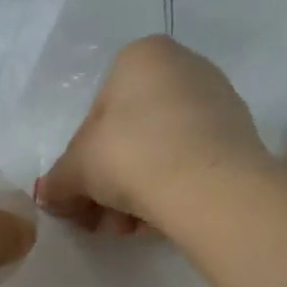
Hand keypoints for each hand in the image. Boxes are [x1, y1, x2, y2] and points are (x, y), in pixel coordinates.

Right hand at [36, 35, 271, 235]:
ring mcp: (216, 100)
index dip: (80, 164)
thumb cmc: (130, 157)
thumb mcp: (76, 170)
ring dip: (134, 196)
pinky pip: (189, 165)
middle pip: (129, 136)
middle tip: (101, 220)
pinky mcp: (238, 137)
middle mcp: (182, 67)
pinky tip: (159, 222)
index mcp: (139, 57)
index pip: (95, 116)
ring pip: (158, 154)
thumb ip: (57, 182)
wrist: (208, 186)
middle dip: (109, 185)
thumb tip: (48, 197)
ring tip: (129, 229)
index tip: (80, 197)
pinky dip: (169, 192)